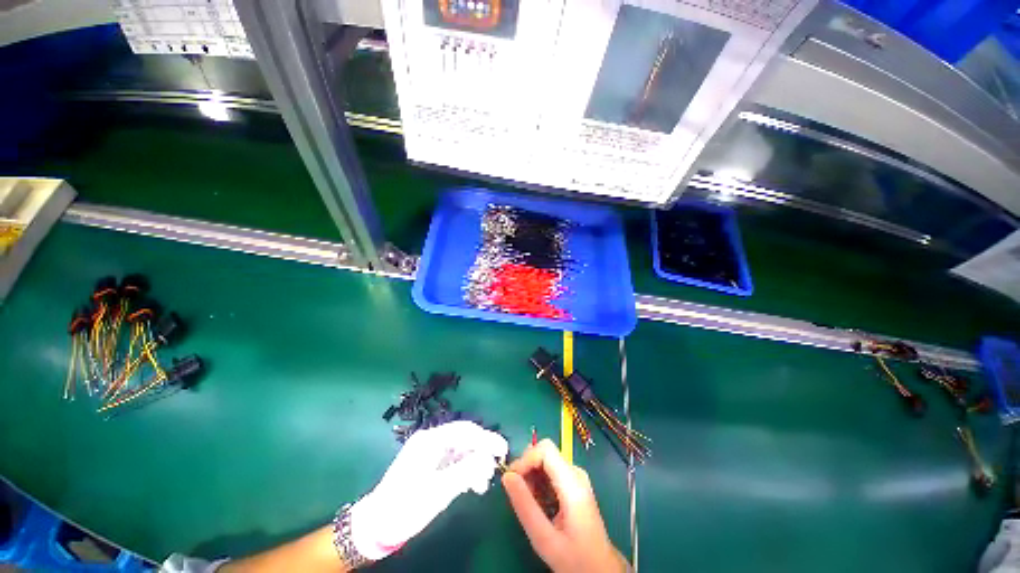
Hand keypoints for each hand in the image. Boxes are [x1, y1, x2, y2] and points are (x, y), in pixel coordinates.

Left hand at [349, 421, 507, 559]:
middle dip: (482, 451)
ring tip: (483, 484)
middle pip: (464, 438)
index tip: (503, 450)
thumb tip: (489, 457)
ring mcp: (430, 452)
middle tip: (496, 467)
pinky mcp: (430, 465)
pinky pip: (454, 461)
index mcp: (431, 439)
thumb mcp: (439, 490)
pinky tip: (473, 484)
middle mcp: (431, 440)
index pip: (465, 430)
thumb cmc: (407, 506)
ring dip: (475, 463)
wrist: (376, 525)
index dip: (486, 438)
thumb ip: (466, 470)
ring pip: (461, 450)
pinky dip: (466, 470)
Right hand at [502, 439, 627, 572]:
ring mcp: (576, 477)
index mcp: (572, 483)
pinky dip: (539, 481)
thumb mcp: (544, 538)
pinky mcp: (574, 483)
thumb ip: (525, 506)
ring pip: (546, 460)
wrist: (600, 569)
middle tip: (518, 493)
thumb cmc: (574, 557)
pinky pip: (551, 470)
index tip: (512, 479)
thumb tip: (507, 476)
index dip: (525, 459)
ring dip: (531, 475)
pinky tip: (537, 503)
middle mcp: (576, 473)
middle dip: (527, 467)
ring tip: (528, 502)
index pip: (545, 450)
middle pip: (545, 452)